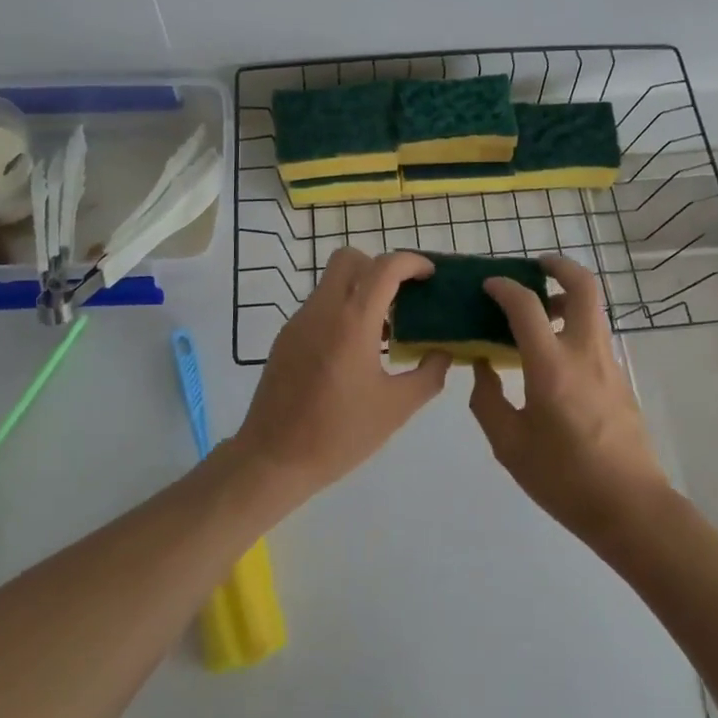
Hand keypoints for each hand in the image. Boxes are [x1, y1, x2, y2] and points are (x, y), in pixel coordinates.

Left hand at [232, 249, 449, 502]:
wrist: (273, 458)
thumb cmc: (339, 434)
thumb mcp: (396, 409)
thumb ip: (428, 375)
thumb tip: (443, 352)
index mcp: (352, 321)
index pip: (384, 267)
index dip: (411, 262)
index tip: (430, 276)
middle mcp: (323, 310)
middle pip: (350, 259)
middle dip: (380, 267)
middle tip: (403, 297)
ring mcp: (299, 321)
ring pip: (332, 281)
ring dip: (360, 289)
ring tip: (384, 329)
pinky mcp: (286, 337)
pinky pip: (319, 305)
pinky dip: (342, 309)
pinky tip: (355, 349)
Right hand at [468, 254, 671, 543]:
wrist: (631, 508)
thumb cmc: (564, 478)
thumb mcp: (509, 445)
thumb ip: (488, 400)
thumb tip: (481, 367)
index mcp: (551, 366)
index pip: (526, 305)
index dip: (504, 287)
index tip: (488, 285)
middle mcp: (585, 352)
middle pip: (583, 286)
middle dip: (558, 266)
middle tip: (534, 267)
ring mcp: (608, 363)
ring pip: (593, 309)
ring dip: (567, 296)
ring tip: (539, 312)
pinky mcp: (620, 378)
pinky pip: (595, 334)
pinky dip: (574, 324)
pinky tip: (552, 354)